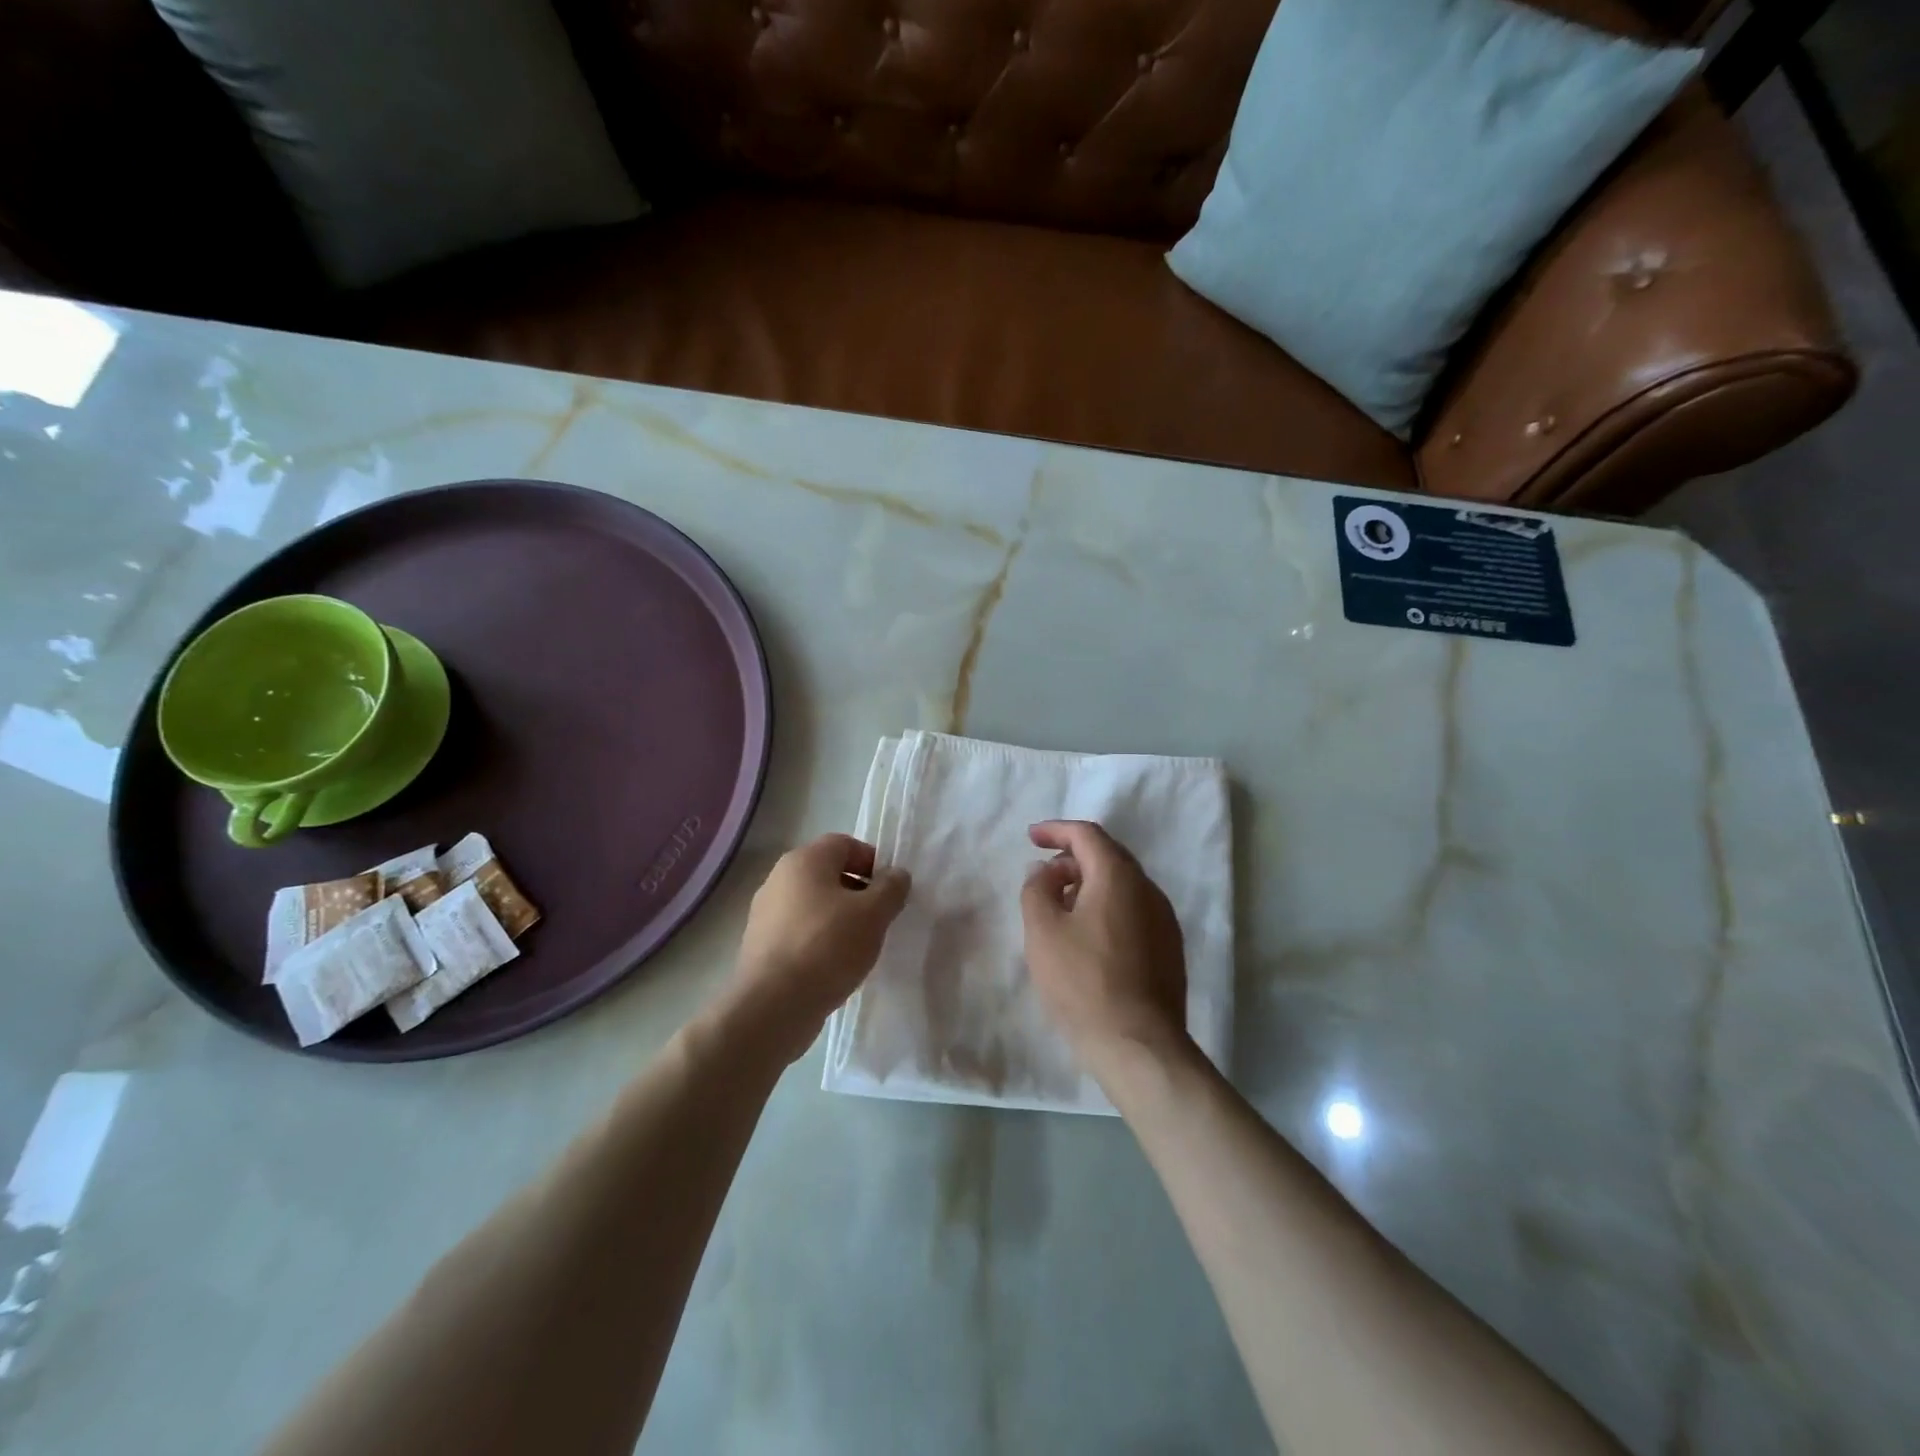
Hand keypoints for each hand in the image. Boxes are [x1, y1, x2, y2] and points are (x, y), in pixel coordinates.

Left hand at [730, 834, 909, 1060]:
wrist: (773, 1005)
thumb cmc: (827, 946)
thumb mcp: (874, 914)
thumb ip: (891, 888)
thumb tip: (896, 875)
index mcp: (804, 860)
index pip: (845, 844)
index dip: (872, 862)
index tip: (888, 892)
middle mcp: (778, 877)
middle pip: (827, 873)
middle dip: (857, 891)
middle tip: (878, 919)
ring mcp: (764, 911)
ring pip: (813, 903)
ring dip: (838, 917)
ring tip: (857, 946)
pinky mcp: (760, 944)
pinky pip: (798, 930)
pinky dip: (818, 939)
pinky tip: (832, 965)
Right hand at [1020, 821, 1190, 1071]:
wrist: (1138, 1045)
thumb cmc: (1083, 982)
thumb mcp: (1042, 931)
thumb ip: (1036, 889)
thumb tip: (1044, 871)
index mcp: (1118, 876)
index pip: (1087, 835)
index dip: (1056, 830)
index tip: (1031, 838)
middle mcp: (1148, 889)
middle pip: (1108, 856)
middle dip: (1072, 858)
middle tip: (1042, 877)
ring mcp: (1164, 920)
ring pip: (1122, 885)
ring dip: (1089, 885)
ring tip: (1061, 908)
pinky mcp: (1169, 948)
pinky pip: (1133, 910)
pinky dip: (1106, 907)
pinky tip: (1087, 937)